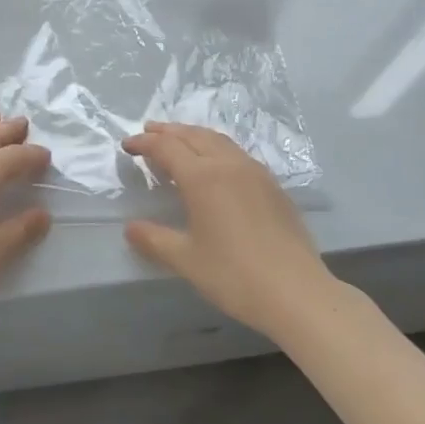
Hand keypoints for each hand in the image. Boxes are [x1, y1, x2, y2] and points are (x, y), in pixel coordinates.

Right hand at [123, 122, 332, 337]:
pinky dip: (216, 147)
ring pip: (218, 140)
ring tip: (178, 139)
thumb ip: (155, 240)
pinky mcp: (273, 186)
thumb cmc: (234, 275)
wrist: (297, 292)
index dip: (144, 143)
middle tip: (148, 131)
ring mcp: (255, 172)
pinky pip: (237, 153)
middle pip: (193, 135)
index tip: (127, 145)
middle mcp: (228, 165)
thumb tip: (130, 228)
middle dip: (168, 131)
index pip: (166, 148)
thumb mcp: (186, 260)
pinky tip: (216, 164)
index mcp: (203, 177)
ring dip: (193, 135)